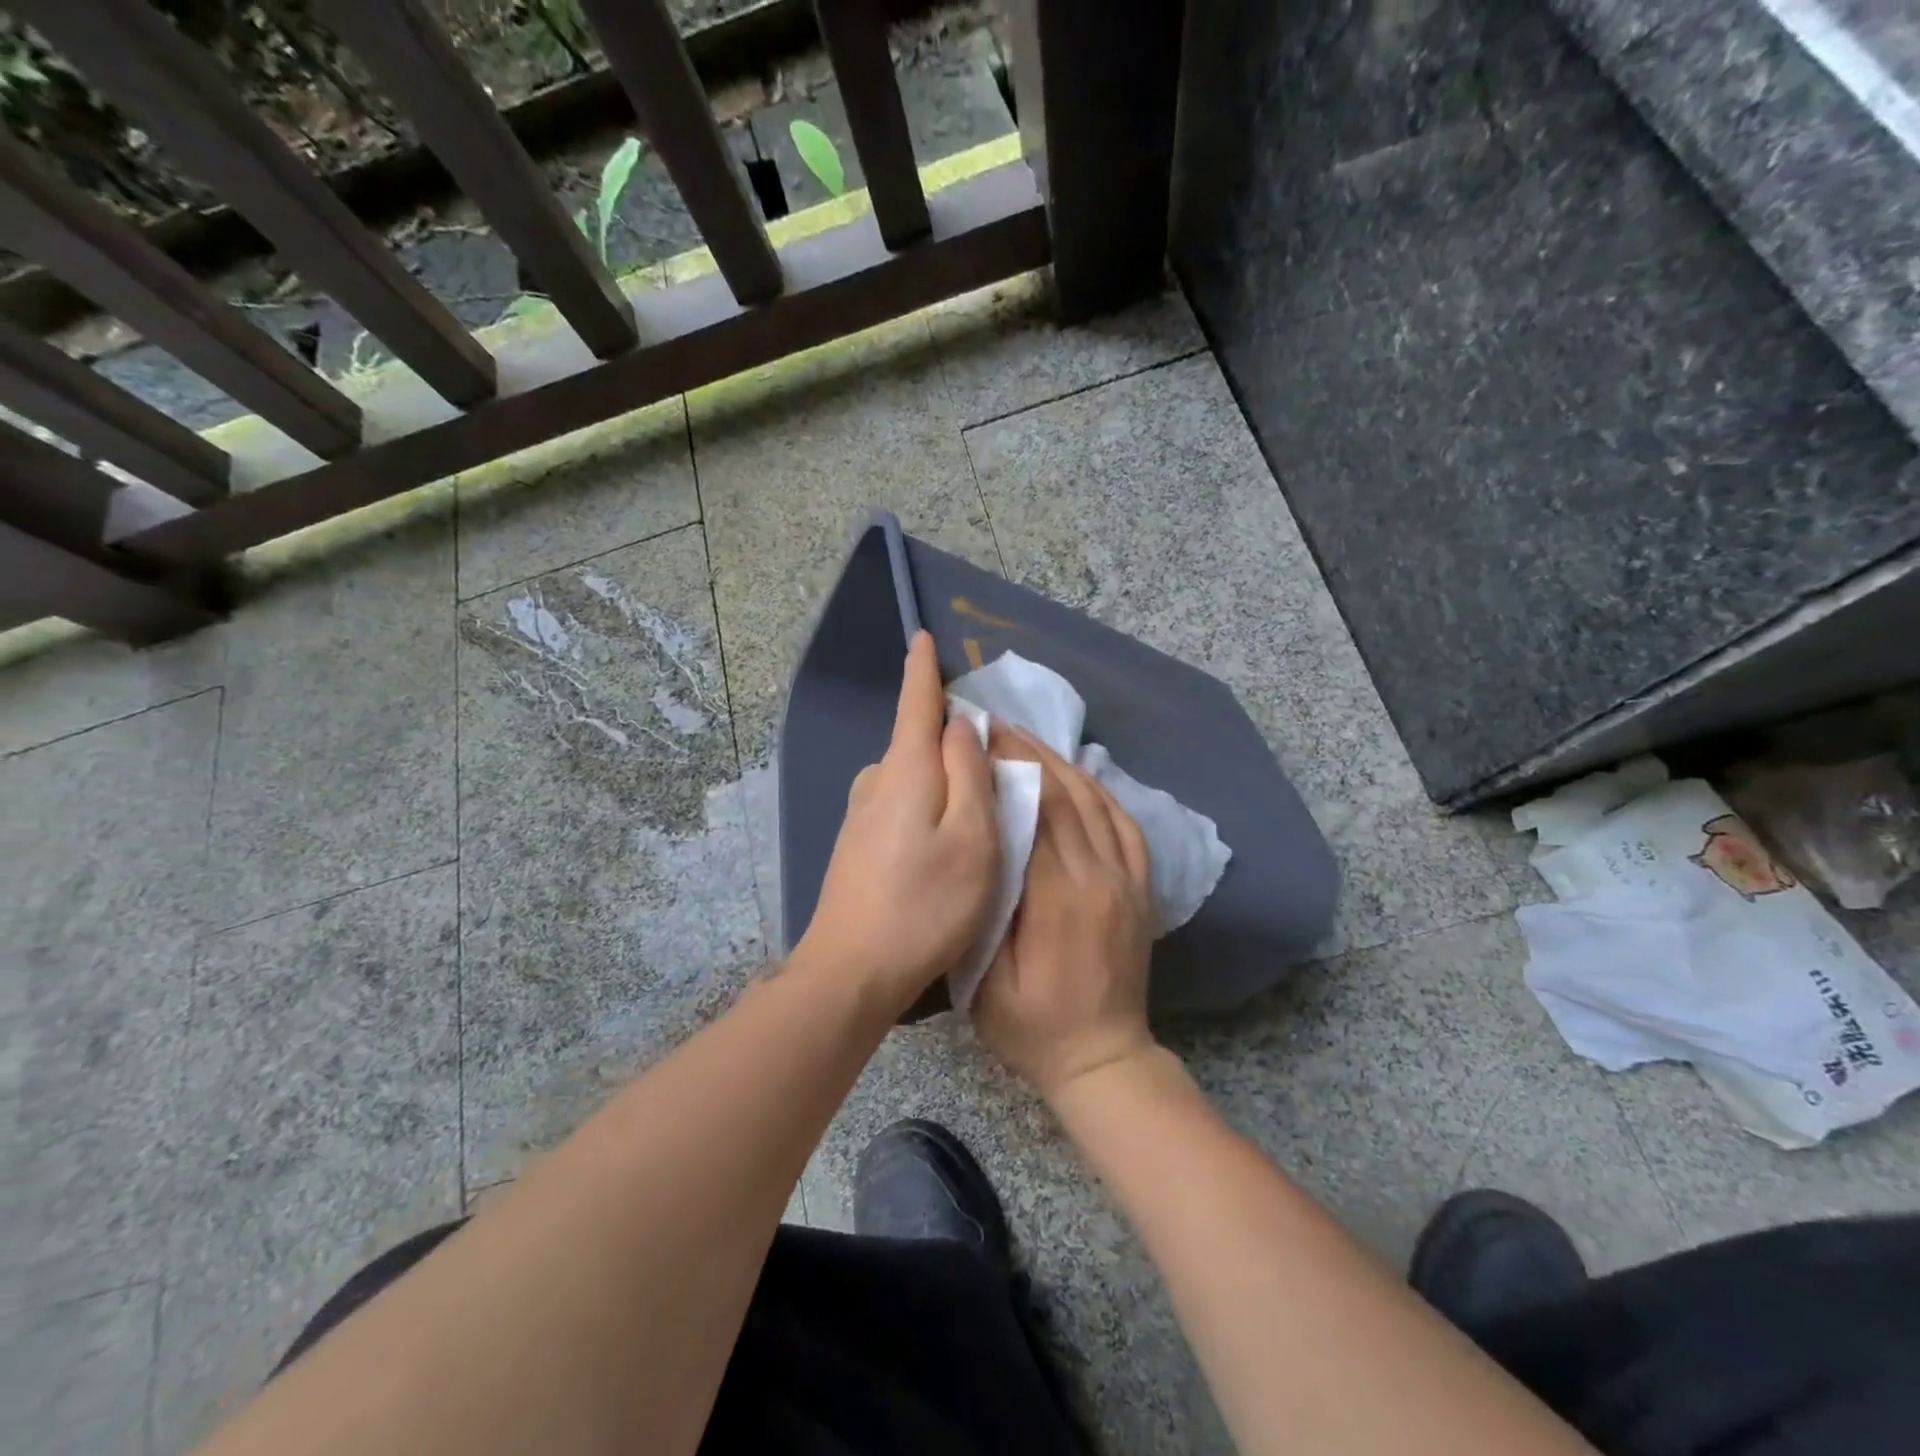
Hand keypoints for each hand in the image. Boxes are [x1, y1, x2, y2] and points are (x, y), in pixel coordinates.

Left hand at [794, 631, 997, 1012]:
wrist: (852, 971)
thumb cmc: (926, 904)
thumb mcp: (972, 837)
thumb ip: (969, 773)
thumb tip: (960, 725)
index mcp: (906, 770)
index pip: (916, 702)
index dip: (923, 669)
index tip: (922, 636)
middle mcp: (876, 782)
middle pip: (918, 742)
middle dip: (950, 740)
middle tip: (993, 770)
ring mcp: (860, 815)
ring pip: (911, 778)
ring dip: (941, 781)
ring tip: (975, 819)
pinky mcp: (856, 844)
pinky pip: (899, 805)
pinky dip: (925, 807)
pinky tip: (940, 847)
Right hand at [973, 730, 1158, 1102]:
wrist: (1104, 1059)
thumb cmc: (1033, 1027)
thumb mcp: (987, 983)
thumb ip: (986, 911)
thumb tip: (984, 844)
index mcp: (1059, 898)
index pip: (1036, 812)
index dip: (1009, 767)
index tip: (981, 737)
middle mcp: (1099, 877)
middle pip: (1067, 796)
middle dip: (1030, 753)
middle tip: (997, 724)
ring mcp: (1127, 881)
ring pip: (1098, 803)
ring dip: (1063, 764)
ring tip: (1029, 739)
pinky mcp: (1140, 889)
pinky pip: (1125, 826)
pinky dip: (1101, 792)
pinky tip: (1079, 776)